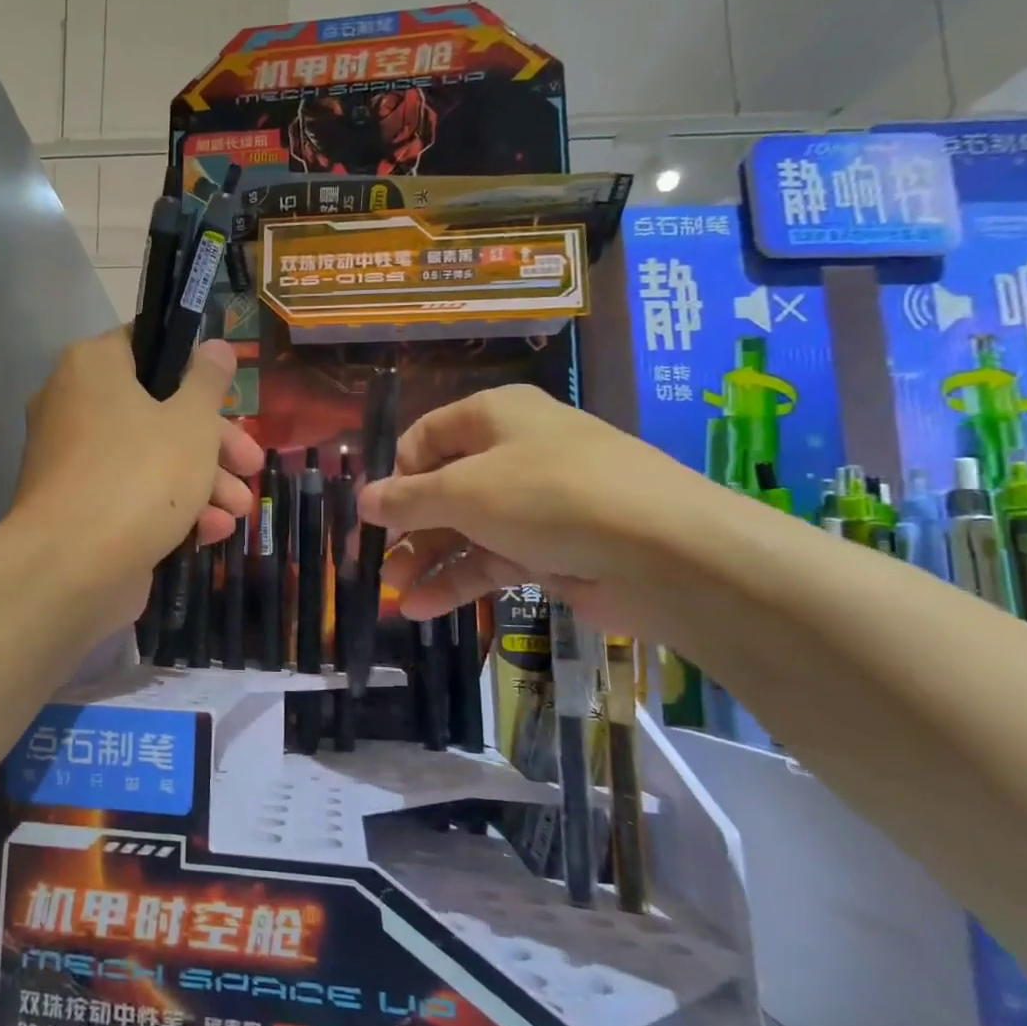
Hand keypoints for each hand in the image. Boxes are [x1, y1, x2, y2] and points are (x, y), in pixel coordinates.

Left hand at [10, 328, 264, 621]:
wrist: (71, 568)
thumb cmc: (140, 475)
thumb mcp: (191, 422)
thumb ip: (208, 382)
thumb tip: (216, 346)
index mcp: (93, 367)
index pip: (146, 345)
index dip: (192, 367)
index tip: (226, 393)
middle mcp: (75, 405)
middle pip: (157, 410)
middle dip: (214, 442)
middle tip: (250, 462)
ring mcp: (74, 460)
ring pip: (149, 457)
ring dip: (202, 482)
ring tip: (241, 509)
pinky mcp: (79, 507)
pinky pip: (130, 494)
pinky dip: (170, 508)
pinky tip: (213, 532)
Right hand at [355, 384, 713, 633]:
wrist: (663, 551)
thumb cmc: (547, 496)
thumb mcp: (463, 492)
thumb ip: (406, 499)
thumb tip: (363, 500)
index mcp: (493, 416)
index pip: (425, 437)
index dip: (395, 474)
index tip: (373, 514)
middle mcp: (513, 452)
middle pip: (442, 488)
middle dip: (405, 529)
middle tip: (373, 564)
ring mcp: (534, 503)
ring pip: (465, 529)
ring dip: (426, 561)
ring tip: (393, 596)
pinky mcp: (551, 549)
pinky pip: (492, 560)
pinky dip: (458, 582)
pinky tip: (424, 609)